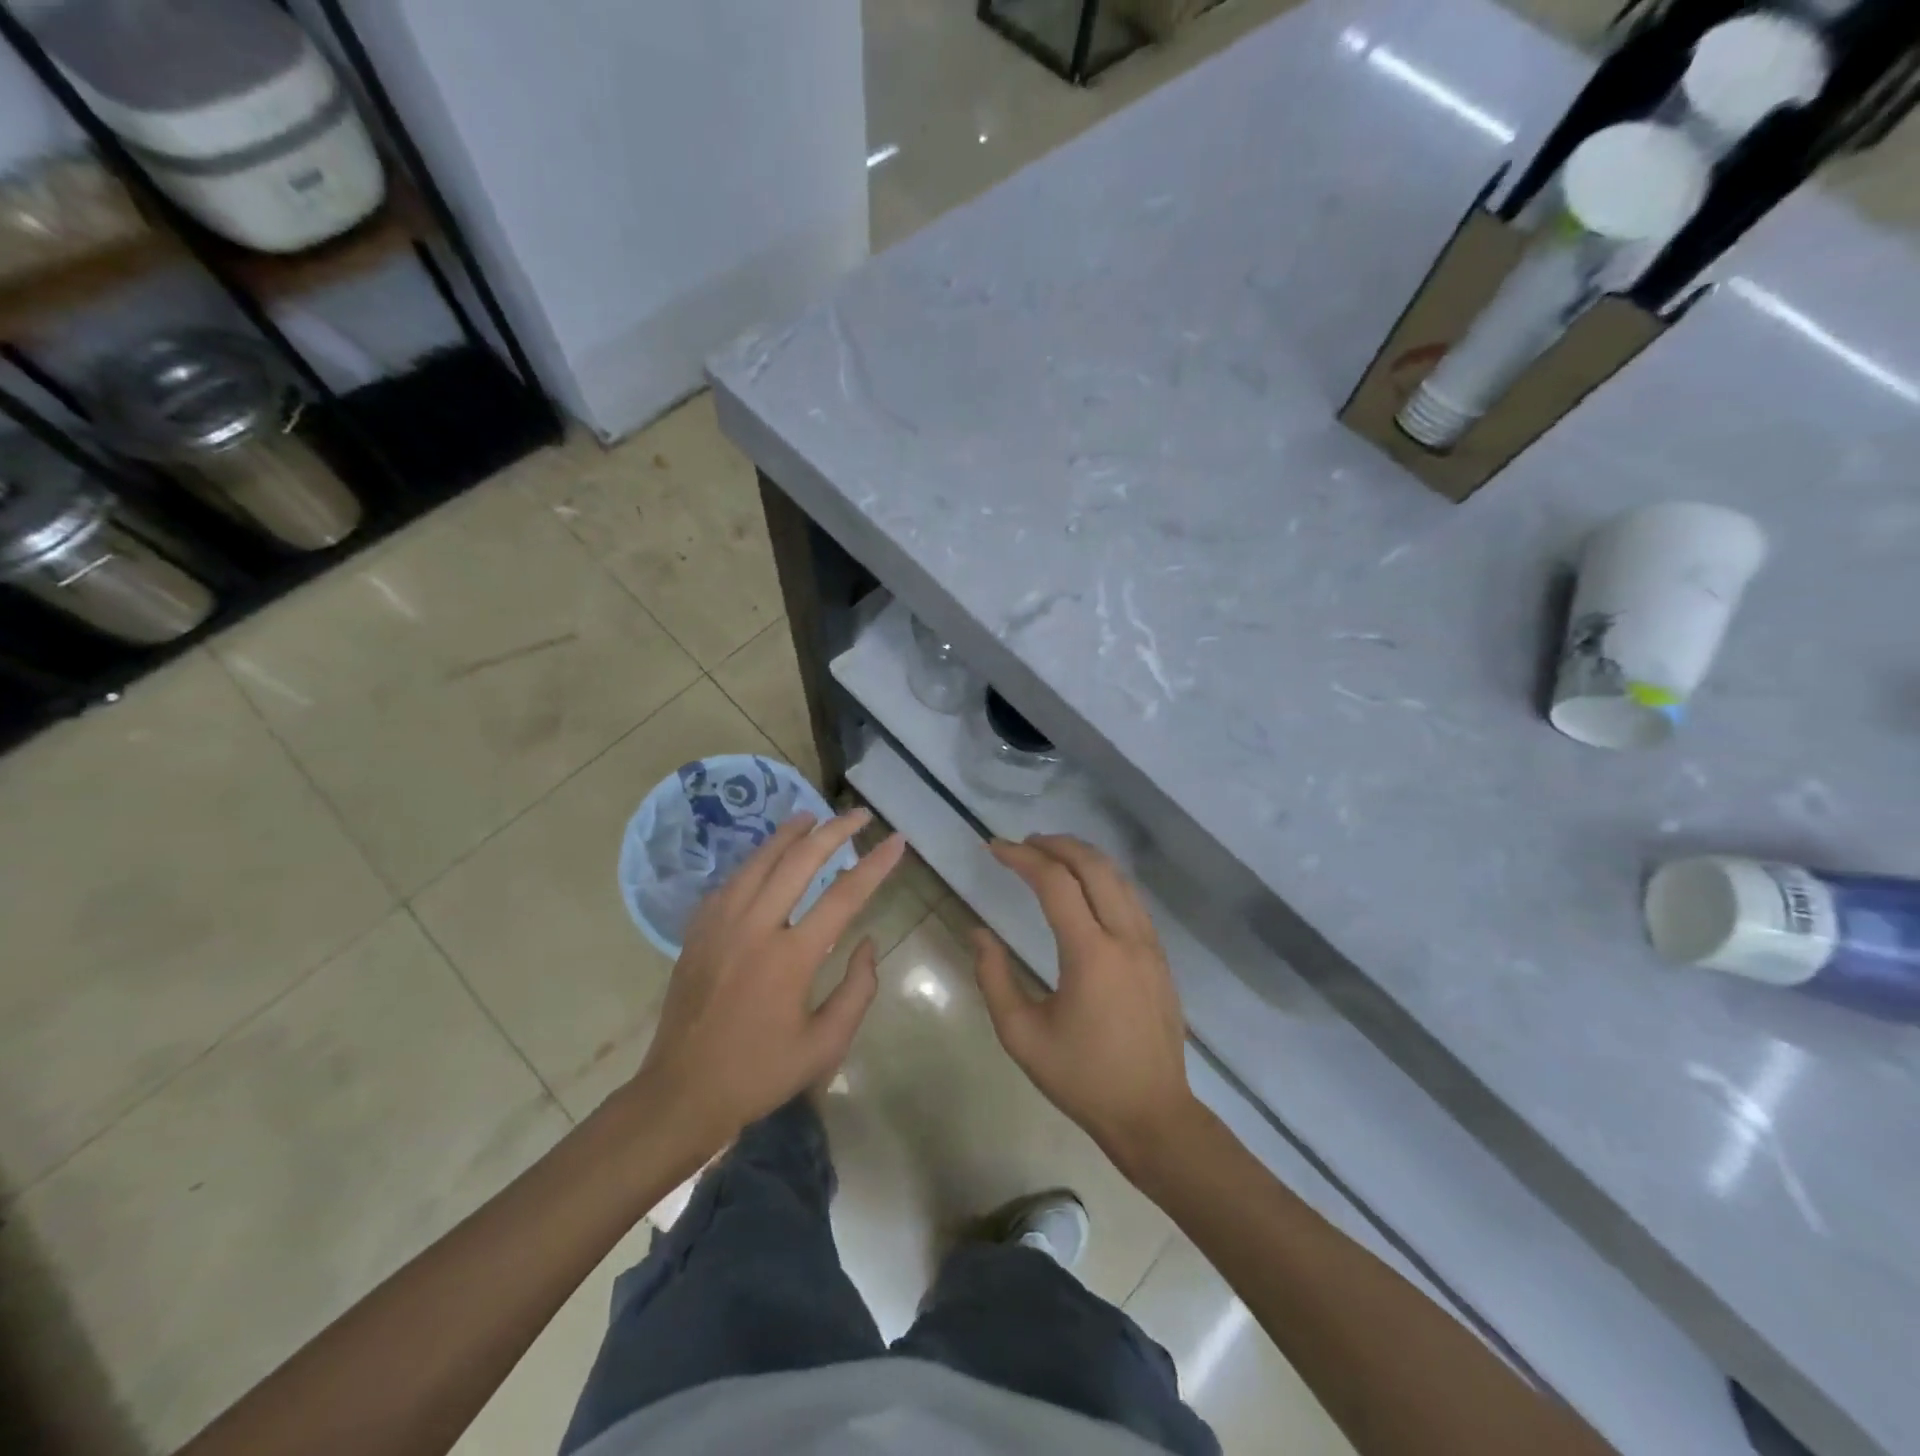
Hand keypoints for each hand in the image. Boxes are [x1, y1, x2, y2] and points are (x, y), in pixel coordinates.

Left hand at [635, 808, 904, 1150]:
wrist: (681, 1093)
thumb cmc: (760, 1073)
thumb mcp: (825, 1045)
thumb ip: (857, 991)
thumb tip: (868, 944)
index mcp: (790, 957)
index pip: (844, 895)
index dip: (875, 865)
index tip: (897, 841)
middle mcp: (755, 927)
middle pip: (799, 861)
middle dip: (834, 831)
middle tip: (859, 814)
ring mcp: (720, 924)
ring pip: (759, 860)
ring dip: (789, 834)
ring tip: (812, 815)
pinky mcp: (698, 931)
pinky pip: (731, 881)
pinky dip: (755, 861)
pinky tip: (767, 856)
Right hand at [971, 834, 1200, 1171]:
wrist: (1153, 1114)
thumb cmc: (1082, 1077)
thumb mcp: (1022, 1035)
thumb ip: (994, 978)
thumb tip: (978, 933)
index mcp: (1091, 954)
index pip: (1055, 883)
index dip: (1022, 858)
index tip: (994, 848)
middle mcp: (1125, 937)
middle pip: (1093, 866)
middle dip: (1056, 844)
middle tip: (1023, 843)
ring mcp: (1149, 944)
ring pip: (1118, 877)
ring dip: (1082, 857)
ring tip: (1050, 854)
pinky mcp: (1160, 956)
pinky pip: (1130, 898)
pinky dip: (1103, 878)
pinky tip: (1084, 887)